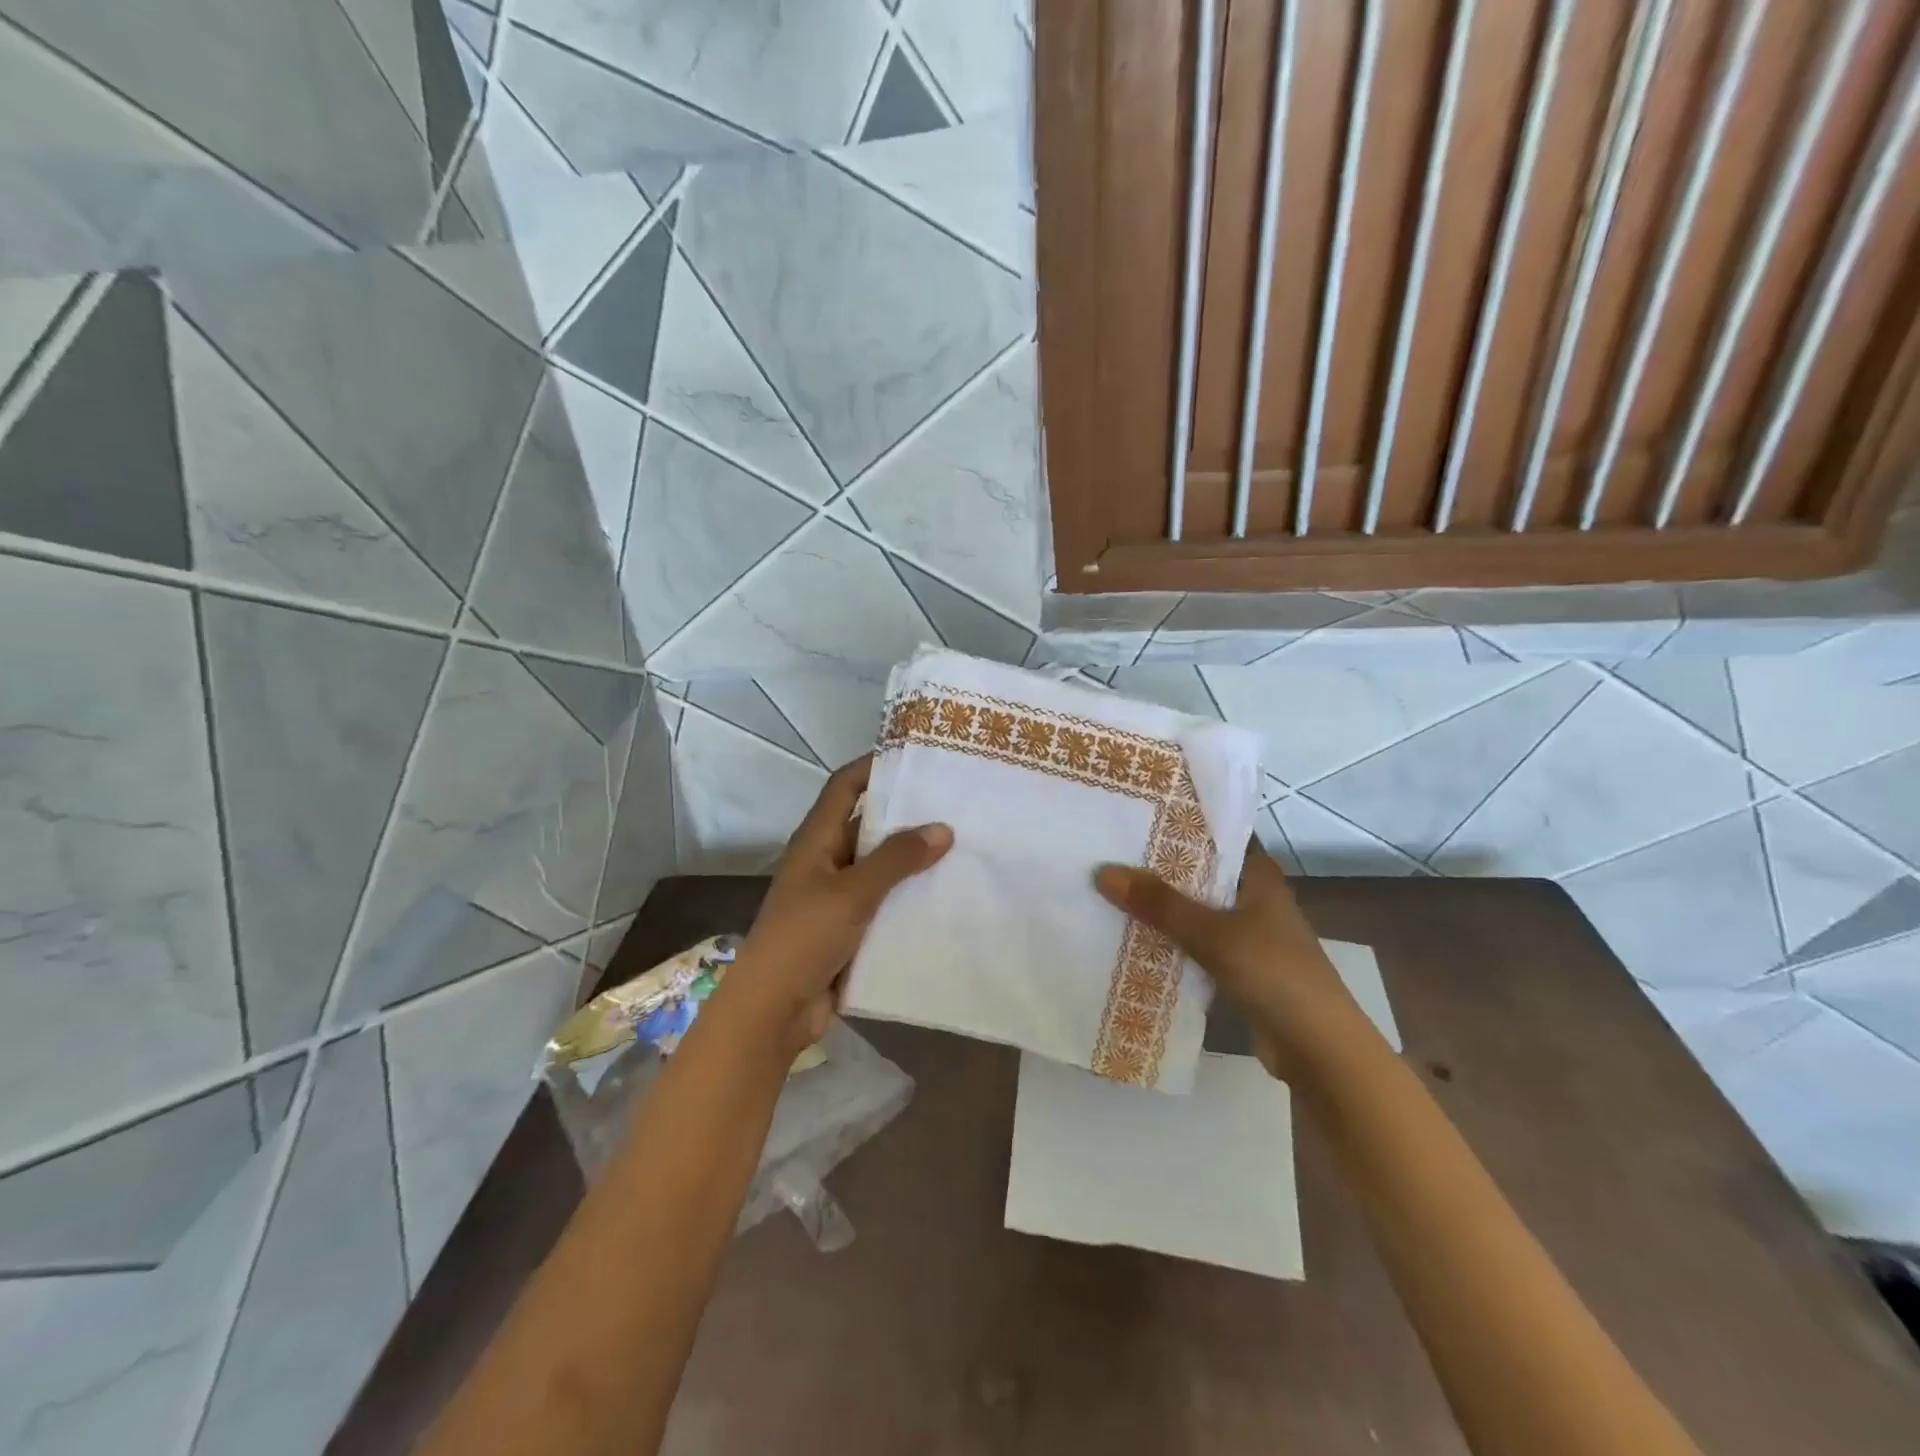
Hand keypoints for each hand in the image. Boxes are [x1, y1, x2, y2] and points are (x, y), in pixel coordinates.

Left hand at [717, 755, 951, 1055]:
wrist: (773, 1011)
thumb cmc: (804, 938)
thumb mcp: (852, 893)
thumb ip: (896, 859)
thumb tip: (942, 828)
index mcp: (816, 841)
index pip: (844, 787)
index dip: (873, 766)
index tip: (915, 757)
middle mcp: (826, 862)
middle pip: (868, 826)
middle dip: (906, 816)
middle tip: (955, 805)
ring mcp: (837, 898)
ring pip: (881, 868)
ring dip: (913, 860)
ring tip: (962, 848)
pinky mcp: (850, 930)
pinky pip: (885, 904)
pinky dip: (910, 898)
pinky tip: (947, 897)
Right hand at [1094, 842, 1371, 1077]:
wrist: (1318, 1050)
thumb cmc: (1275, 974)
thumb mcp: (1213, 933)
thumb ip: (1160, 904)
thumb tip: (1103, 872)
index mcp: (1260, 876)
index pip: (1219, 834)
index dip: (1183, 821)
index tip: (1139, 810)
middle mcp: (1254, 898)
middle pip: (1201, 871)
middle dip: (1160, 863)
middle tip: (1109, 847)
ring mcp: (1247, 934)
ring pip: (1196, 909)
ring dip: (1161, 904)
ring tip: (1111, 885)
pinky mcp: (1238, 967)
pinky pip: (1195, 943)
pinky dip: (1169, 939)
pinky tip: (1132, 935)